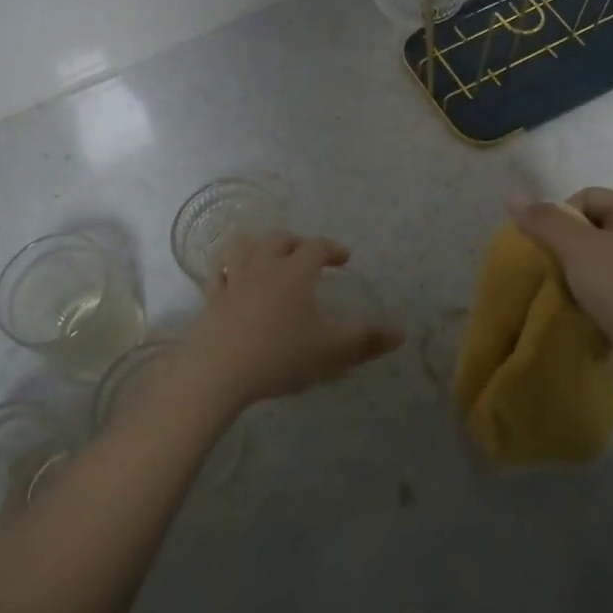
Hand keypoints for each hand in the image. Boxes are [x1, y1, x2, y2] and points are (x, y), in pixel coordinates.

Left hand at [188, 231, 402, 407]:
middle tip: (308, 257)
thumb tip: (401, 331)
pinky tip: (231, 277)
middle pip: (279, 238)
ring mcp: (233, 279)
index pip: (317, 246)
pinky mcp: (211, 298)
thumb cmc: (281, 356)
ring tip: (267, 256)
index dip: (333, 248)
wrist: (220, 373)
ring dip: (258, 245)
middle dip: (297, 242)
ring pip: (243, 246)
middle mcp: (263, 266)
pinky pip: (218, 272)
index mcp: (295, 272)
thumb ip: (366, 340)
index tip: (344, 259)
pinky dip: (228, 267)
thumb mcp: (331, 351)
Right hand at [509, 188, 612, 398]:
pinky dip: (588, 300)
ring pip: (594, 264)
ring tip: (564, 295)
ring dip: (573, 277)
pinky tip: (579, 314)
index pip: (586, 196)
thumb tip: (513, 198)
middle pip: (589, 230)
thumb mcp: (578, 248)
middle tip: (552, 270)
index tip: (550, 242)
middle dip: (563, 248)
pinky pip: (605, 293)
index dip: (561, 213)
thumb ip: (545, 221)